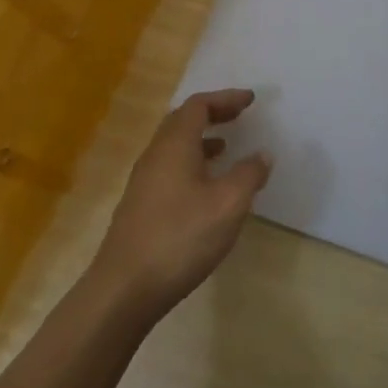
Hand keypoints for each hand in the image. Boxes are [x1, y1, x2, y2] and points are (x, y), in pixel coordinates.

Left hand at [93, 88, 273, 314]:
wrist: (125, 288)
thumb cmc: (181, 237)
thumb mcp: (228, 204)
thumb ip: (249, 174)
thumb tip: (262, 154)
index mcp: (174, 145)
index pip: (198, 106)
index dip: (225, 99)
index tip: (250, 100)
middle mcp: (154, 156)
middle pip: (182, 121)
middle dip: (212, 114)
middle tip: (239, 116)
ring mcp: (143, 182)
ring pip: (173, 147)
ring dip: (201, 140)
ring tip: (227, 148)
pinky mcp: (140, 206)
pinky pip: (169, 168)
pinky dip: (192, 163)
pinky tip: (206, 188)